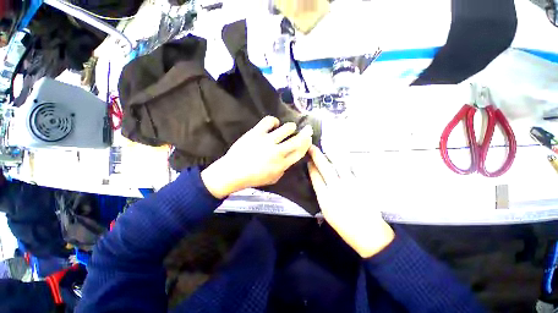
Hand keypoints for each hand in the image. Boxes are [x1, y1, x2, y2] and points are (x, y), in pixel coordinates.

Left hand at [201, 116, 312, 198]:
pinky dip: (274, 121)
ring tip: (290, 128)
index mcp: (282, 164)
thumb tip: (288, 157)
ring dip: (291, 127)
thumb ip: (284, 168)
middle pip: (297, 140)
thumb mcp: (273, 179)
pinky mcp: (256, 133)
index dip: (307, 144)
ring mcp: (267, 141)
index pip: (300, 152)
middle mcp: (278, 152)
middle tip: (307, 129)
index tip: (309, 138)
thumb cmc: (253, 178)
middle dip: (305, 133)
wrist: (233, 172)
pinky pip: (269, 121)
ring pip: (286, 129)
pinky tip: (274, 124)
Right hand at [307, 145, 394, 257]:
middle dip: (317, 156)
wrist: (368, 233)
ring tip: (327, 148)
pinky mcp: (364, 184)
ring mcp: (351, 185)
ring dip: (332, 154)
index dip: (311, 167)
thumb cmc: (344, 225)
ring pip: (340, 164)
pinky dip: (349, 160)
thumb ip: (321, 195)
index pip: (315, 177)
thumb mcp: (326, 213)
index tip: (308, 160)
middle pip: (325, 168)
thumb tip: (317, 180)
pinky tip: (344, 156)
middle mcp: (337, 188)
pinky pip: (355, 168)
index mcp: (325, 198)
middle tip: (312, 147)